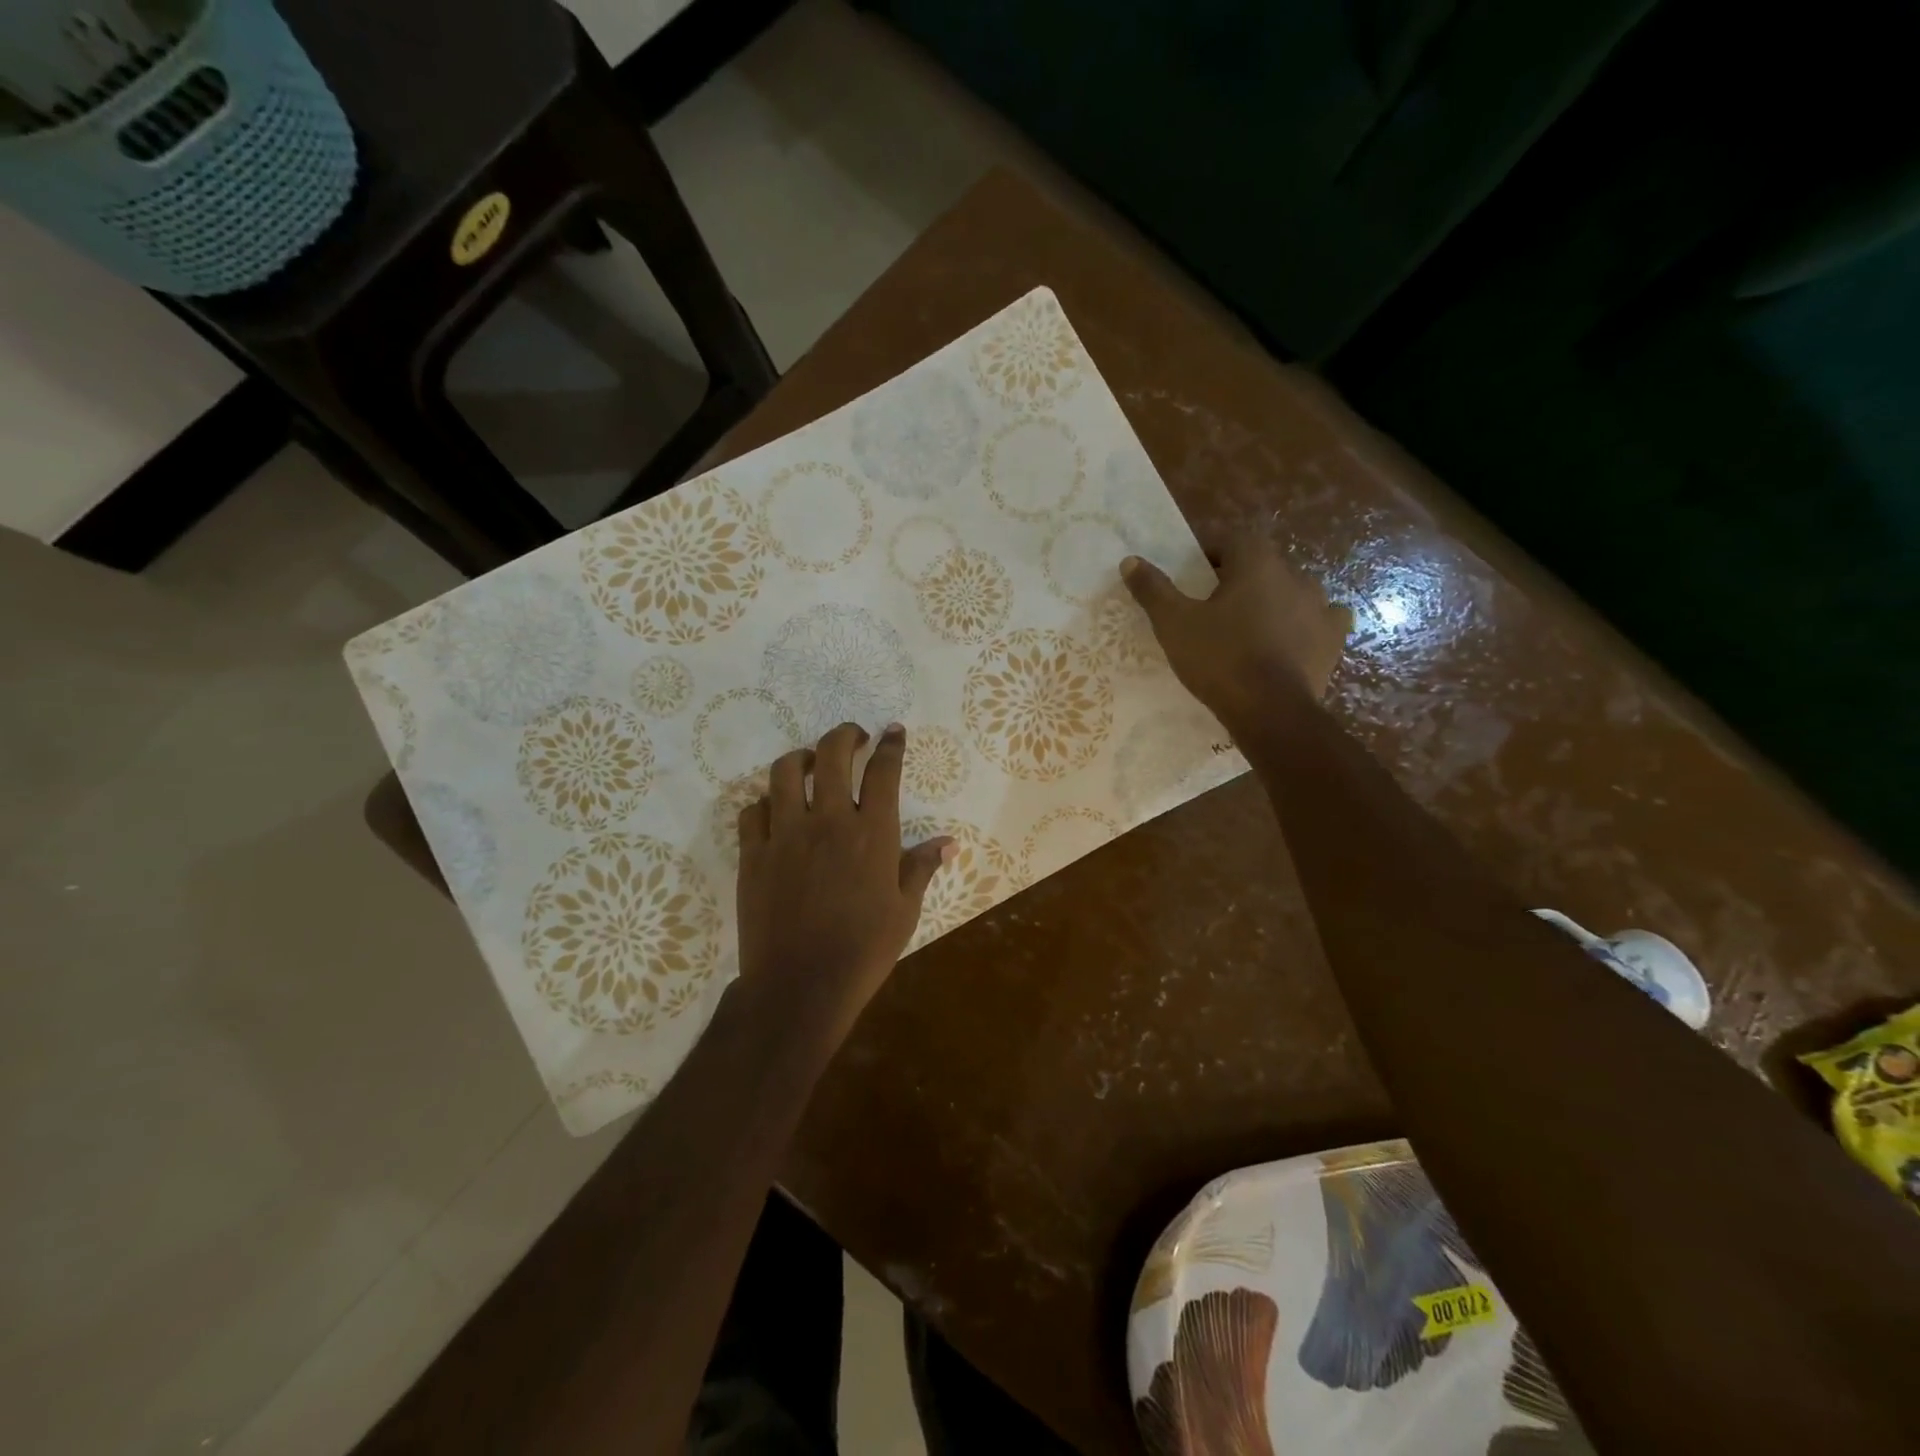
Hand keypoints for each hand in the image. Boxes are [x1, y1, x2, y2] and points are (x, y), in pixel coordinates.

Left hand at [735, 722, 953, 1045]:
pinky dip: (764, 803)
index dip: (891, 745)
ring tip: (810, 765)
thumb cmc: (863, 950)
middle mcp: (829, 821)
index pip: (884, 772)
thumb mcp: (905, 910)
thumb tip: (948, 842)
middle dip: (844, 735)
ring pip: (785, 772)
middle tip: (852, 738)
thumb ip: (922, 867)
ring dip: (800, 759)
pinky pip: (752, 811)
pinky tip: (774, 812)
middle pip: (832, 755)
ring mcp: (786, 834)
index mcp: (872, 833)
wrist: (801, 986)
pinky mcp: (753, 854)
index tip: (892, 731)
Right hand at [1121, 531, 1350, 736]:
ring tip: (1248, 626)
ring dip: (1271, 601)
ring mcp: (1320, 606)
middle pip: (1261, 565)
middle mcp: (1294, 575)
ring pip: (1291, 591)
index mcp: (1256, 563)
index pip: (1231, 540)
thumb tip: (1130, 561)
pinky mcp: (1332, 638)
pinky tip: (1290, 639)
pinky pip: (1321, 620)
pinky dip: (1305, 624)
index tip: (1191, 577)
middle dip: (1238, 579)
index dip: (1208, 553)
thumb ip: (1153, 590)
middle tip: (1213, 607)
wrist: (1270, 710)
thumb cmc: (1219, 659)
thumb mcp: (1174, 624)